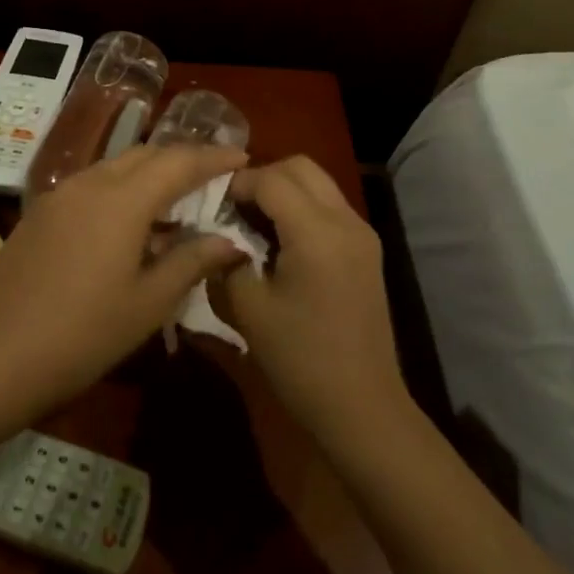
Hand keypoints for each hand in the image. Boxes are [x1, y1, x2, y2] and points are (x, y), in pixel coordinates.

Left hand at [0, 143, 250, 411]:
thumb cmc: (84, 333)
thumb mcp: (149, 302)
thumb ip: (192, 262)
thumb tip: (230, 241)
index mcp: (122, 200)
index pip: (179, 162)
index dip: (214, 157)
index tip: (242, 158)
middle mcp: (90, 183)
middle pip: (145, 155)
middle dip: (182, 160)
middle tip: (212, 179)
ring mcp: (59, 196)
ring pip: (115, 167)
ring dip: (149, 176)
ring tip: (174, 206)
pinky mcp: (39, 214)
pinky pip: (91, 186)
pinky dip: (120, 191)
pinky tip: (128, 226)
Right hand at [216, 157, 408, 444]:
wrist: (362, 406)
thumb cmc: (301, 359)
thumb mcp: (249, 309)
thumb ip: (226, 260)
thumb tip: (214, 235)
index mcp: (317, 232)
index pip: (271, 179)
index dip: (236, 183)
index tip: (207, 201)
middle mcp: (346, 221)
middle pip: (301, 168)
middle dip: (262, 177)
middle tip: (230, 207)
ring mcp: (362, 235)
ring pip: (318, 184)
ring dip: (283, 191)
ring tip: (250, 223)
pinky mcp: (366, 251)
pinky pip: (329, 209)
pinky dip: (301, 210)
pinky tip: (278, 243)